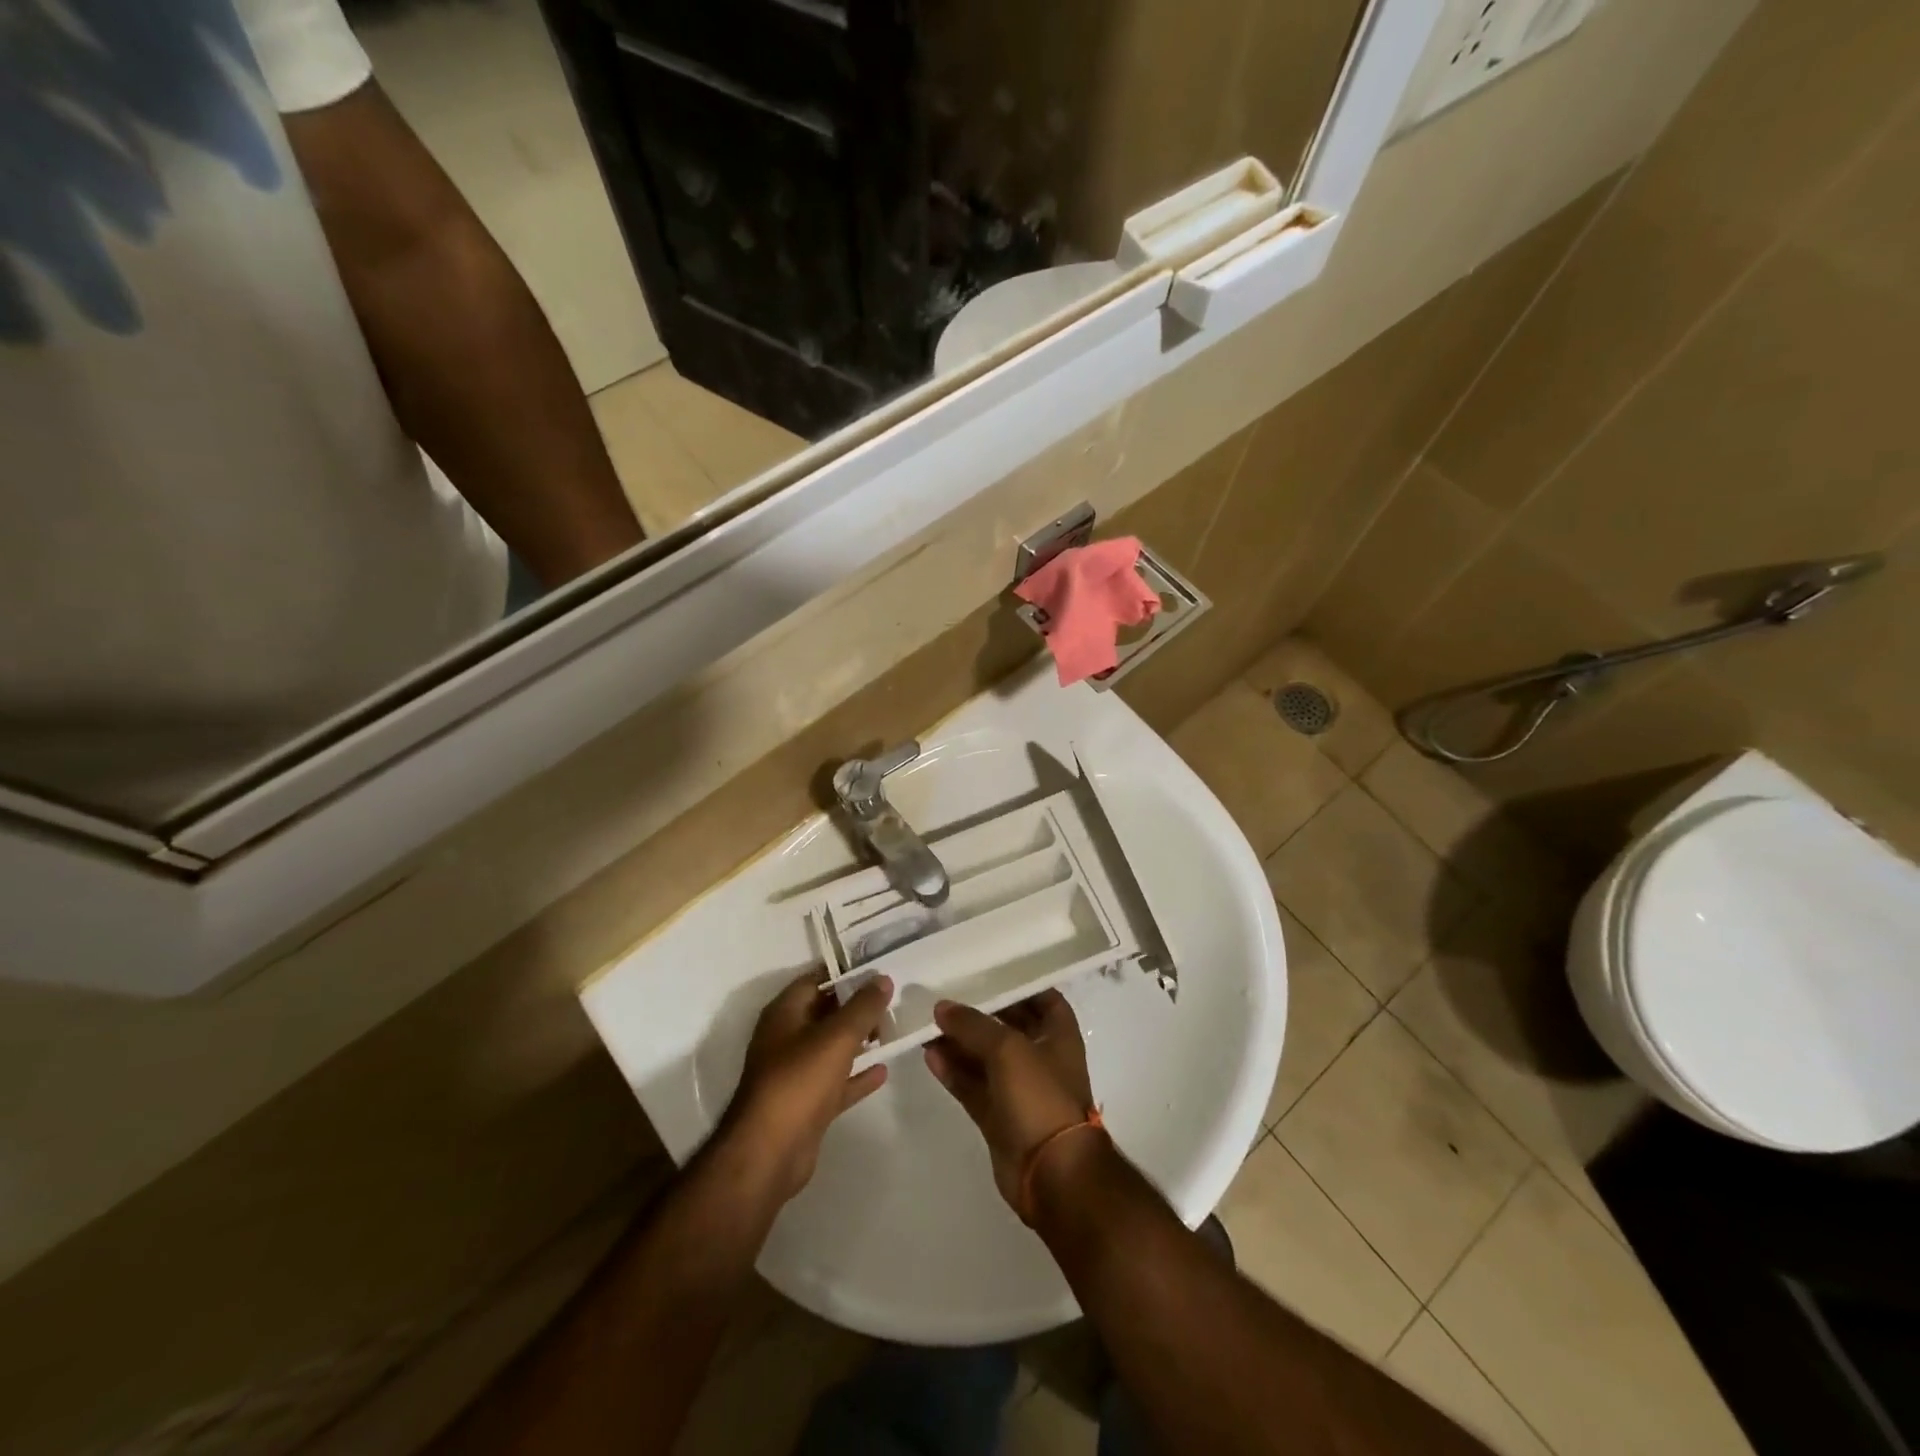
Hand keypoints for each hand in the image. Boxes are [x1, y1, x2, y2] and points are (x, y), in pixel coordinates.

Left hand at [723, 972, 893, 1204]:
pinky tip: (883, 1070)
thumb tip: (882, 978)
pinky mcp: (806, 1104)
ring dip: (859, 1040)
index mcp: (784, 1014)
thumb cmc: (799, 1082)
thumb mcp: (836, 1036)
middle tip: (891, 1000)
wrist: (769, 1153)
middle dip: (856, 1006)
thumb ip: (862, 1006)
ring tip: (893, 1029)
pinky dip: (857, 1075)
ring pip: (831, 1048)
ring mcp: (795, 1073)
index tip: (877, 970)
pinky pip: (836, 1081)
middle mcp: (786, 1038)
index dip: (844, 973)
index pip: (815, 980)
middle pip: (825, 1013)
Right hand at [923, 990, 1096, 1217]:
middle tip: (944, 996)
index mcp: (1058, 1035)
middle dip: (978, 1013)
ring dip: (959, 1042)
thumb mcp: (1007, 1048)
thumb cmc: (1040, 1097)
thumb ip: (973, 1024)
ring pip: (985, 1057)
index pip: (1041, 997)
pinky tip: (929, 1055)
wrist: (1052, 1174)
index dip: (1017, 984)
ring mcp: (1019, 1089)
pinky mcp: (999, 1116)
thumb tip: (942, 1007)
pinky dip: (954, 1071)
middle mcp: (1040, 1057)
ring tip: (927, 1024)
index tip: (985, 972)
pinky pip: (973, 1085)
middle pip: (1007, 1026)